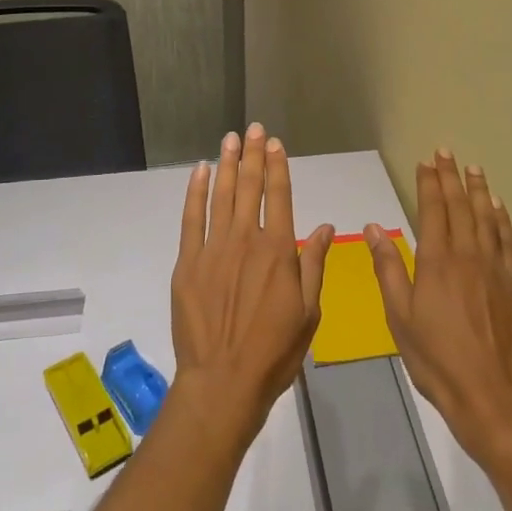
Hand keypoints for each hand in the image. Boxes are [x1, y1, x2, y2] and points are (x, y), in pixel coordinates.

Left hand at [171, 124, 333, 447]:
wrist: (223, 382)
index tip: (275, 143)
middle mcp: (246, 240)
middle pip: (249, 187)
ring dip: (226, 164)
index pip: (280, 196)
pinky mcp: (188, 262)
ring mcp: (213, 248)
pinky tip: (199, 171)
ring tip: (229, 139)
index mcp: (278, 251)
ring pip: (221, 195)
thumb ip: (314, 265)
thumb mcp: (309, 313)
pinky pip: (191, 218)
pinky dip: (195, 191)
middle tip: (252, 128)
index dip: (277, 166)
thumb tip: (324, 227)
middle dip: (252, 155)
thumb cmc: (274, 352)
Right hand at [366, 149, 511, 468]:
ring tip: (474, 169)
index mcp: (437, 260)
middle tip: (447, 152)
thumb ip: (387, 267)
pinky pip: (509, 242)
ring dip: (479, 191)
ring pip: (487, 219)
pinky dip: (503, 220)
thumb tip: (374, 226)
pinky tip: (498, 208)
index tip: (427, 161)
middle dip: (452, 177)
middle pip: (460, 207)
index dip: (429, 183)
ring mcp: (497, 269)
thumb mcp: (399, 315)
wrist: (489, 394)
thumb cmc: (435, 357)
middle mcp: (469, 255)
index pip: (433, 210)